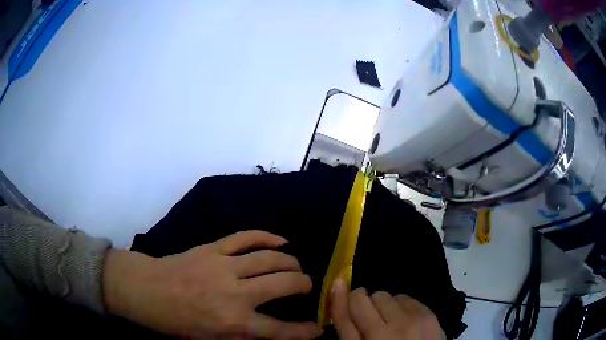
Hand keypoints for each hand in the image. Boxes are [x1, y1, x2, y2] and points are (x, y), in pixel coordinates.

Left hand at [103, 230, 321, 338]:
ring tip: (296, 267)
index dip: (305, 331)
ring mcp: (224, 266)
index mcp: (233, 324)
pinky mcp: (213, 248)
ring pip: (271, 258)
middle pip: (284, 284)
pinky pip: (247, 237)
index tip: (319, 328)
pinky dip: (268, 237)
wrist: (146, 290)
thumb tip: (268, 331)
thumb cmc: (176, 322)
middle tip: (307, 286)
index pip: (281, 330)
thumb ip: (242, 337)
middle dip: (304, 285)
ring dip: (290, 262)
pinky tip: (281, 241)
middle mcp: (235, 294)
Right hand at [330, 278, 443, 339]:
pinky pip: (405, 297)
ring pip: (385, 295)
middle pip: (365, 299)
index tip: (338, 284)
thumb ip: (349, 331)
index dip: (338, 299)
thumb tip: (340, 298)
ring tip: (390, 320)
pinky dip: (401, 306)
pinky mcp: (428, 315)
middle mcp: (384, 334)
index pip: (343, 317)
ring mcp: (409, 322)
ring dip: (384, 305)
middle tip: (371, 317)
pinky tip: (406, 320)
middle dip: (364, 304)